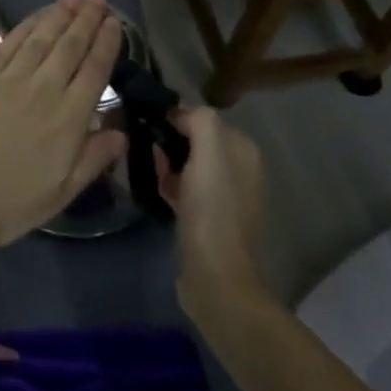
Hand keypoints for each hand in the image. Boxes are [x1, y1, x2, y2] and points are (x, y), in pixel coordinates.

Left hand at [0, 0, 125, 247]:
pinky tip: (36, 16)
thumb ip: (93, 159)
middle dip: (86, 19)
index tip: (115, 22)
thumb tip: (120, 133)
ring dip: (58, 15)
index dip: (106, 44)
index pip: (94, 71)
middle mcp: (44, 90)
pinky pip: (9, 43)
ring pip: (41, 38)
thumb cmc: (8, 203)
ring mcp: (9, 79)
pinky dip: (26, 26)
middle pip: (70, 46)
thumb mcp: (61, 193)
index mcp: (69, 119)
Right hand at [153, 108, 273, 322]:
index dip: (174, 119)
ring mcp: (226, 195)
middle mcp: (240, 169)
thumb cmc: (211, 211)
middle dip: (168, 143)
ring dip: (166, 164)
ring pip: (187, 163)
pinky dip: (170, 185)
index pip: (201, 117)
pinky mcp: (210, 217)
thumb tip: (178, 113)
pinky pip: (185, 187)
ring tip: (149, 174)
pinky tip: (158, 193)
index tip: (150, 129)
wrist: (216, 277)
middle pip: (193, 140)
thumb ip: (200, 121)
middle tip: (147, 154)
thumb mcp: (208, 155)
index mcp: (243, 150)